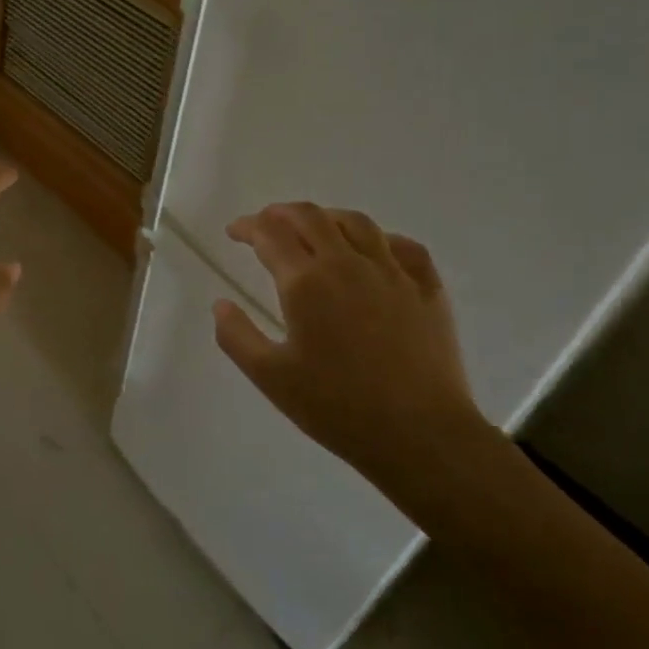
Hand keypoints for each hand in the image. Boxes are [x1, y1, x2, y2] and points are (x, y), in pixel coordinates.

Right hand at [213, 203, 484, 499]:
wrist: (420, 434)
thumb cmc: (338, 407)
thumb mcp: (271, 378)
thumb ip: (237, 337)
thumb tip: (221, 304)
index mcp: (305, 282)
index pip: (270, 234)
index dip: (248, 226)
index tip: (235, 232)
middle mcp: (347, 264)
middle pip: (311, 217)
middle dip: (282, 213)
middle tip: (267, 224)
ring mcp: (393, 272)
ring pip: (357, 223)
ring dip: (327, 218)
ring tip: (315, 228)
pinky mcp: (428, 288)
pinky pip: (403, 246)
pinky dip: (380, 238)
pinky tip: (374, 251)